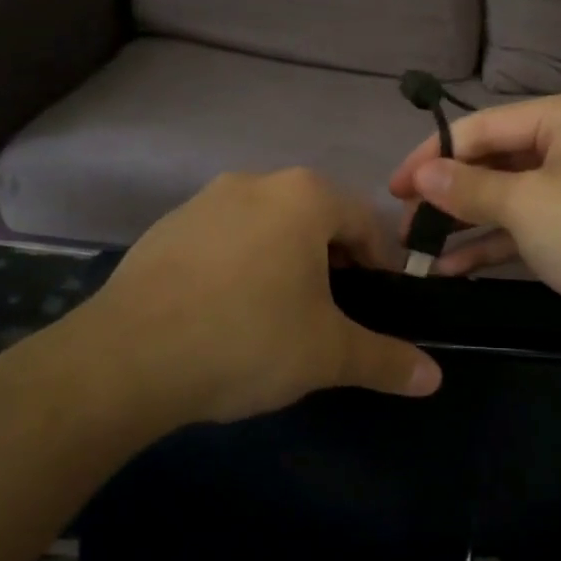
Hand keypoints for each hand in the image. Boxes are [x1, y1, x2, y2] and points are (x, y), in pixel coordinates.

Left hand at [53, 169, 441, 426]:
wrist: (124, 359)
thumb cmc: (246, 339)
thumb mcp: (327, 354)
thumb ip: (386, 360)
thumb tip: (435, 378)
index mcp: (304, 196)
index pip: (365, 222)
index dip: (380, 266)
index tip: (377, 307)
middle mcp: (256, 182)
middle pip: (316, 220)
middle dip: (332, 264)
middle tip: (331, 316)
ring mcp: (204, 201)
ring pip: (267, 228)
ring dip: (285, 264)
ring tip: (278, 318)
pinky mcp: (166, 228)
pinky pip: (223, 241)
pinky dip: (239, 267)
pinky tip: (225, 314)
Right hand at [387, 91, 560, 369]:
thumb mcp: (528, 204)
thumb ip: (468, 187)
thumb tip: (418, 175)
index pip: (487, 126)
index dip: (435, 154)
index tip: (393, 186)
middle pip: (497, 161)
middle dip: (449, 193)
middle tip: (402, 221)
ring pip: (508, 198)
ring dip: (464, 223)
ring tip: (416, 248)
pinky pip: (525, 229)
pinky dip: (491, 244)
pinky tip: (450, 267)